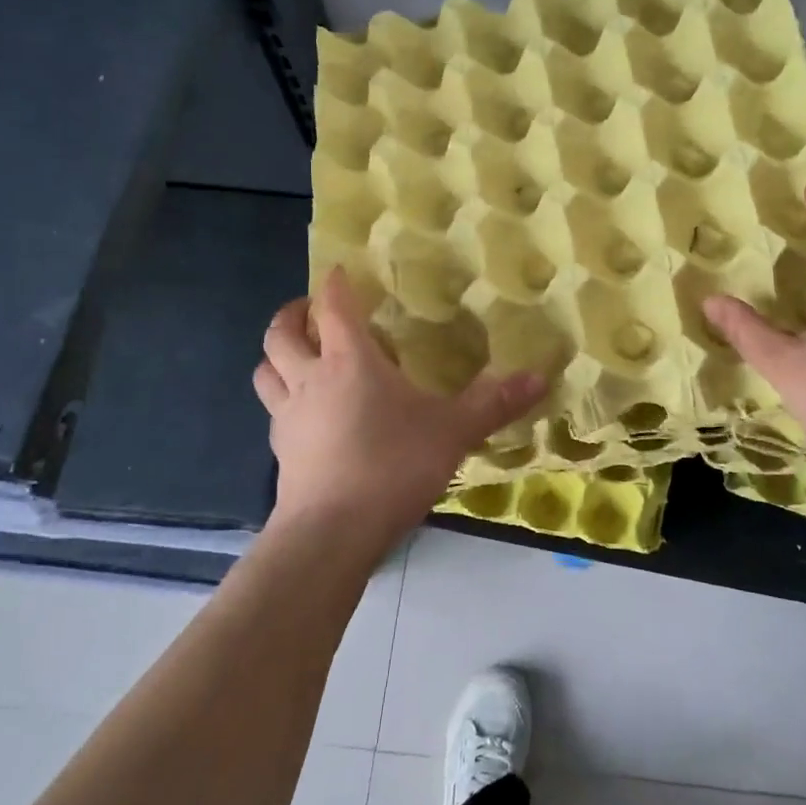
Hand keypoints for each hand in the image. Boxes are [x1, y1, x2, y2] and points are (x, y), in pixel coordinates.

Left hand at [254, 268, 546, 555]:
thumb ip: (494, 403)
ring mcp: (288, 417)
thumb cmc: (392, 465)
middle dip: (292, 315)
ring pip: (266, 371)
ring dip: (278, 356)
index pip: (334, 307)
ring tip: (298, 356)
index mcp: (350, 360)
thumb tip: (540, 377)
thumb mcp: (453, 431)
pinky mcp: (280, 453)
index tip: (341, 271)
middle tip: (310, 310)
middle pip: (281, 334)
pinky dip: (283, 400)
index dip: (335, 284)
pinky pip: (274, 412)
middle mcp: (311, 379)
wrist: (332, 533)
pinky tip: (307, 414)